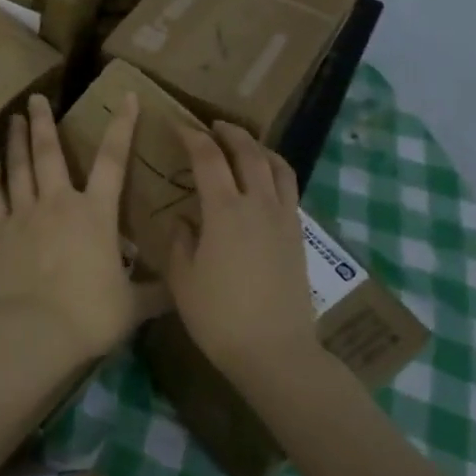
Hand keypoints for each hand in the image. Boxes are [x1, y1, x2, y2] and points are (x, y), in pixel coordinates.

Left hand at [0, 93, 156, 359]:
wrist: (35, 332)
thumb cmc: (90, 314)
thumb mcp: (133, 305)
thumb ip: (156, 292)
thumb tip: (183, 290)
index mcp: (96, 214)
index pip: (114, 160)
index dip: (122, 126)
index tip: (126, 98)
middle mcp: (59, 203)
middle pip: (50, 153)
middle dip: (44, 122)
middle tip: (36, 98)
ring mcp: (24, 215)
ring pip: (19, 168)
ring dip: (17, 141)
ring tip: (14, 119)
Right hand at [166, 123, 318, 376]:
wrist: (275, 351)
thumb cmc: (219, 317)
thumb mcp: (182, 279)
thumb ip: (180, 241)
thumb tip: (185, 220)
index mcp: (225, 210)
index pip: (208, 158)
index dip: (191, 136)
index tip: (176, 124)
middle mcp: (259, 204)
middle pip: (248, 152)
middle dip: (229, 133)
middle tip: (211, 126)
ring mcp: (284, 218)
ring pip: (277, 166)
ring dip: (258, 147)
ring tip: (243, 145)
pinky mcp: (298, 235)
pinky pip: (289, 188)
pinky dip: (275, 171)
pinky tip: (263, 182)